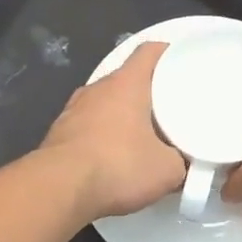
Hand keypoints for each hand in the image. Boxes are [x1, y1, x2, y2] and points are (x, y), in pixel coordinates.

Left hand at [39, 41, 184, 220]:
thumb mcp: (167, 170)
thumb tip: (182, 164)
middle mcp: (97, 88)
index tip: (183, 62)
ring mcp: (73, 110)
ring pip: (106, 102)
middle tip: (170, 107)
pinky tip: (113, 157)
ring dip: (123, 114)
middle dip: (148, 90)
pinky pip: (89, 126)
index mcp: (126, 83)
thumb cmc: (119, 166)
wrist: (58, 190)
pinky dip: (103, 135)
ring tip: (142, 134)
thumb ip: (181, 162)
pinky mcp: (58, 134)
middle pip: (127, 78)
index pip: (149, 52)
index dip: (168, 52)